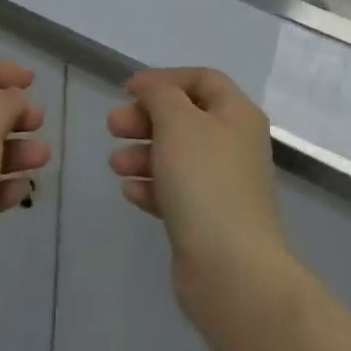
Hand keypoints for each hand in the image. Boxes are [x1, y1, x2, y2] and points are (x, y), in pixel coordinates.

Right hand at [107, 68, 291, 315]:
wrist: (231, 270)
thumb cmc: (205, 181)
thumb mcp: (177, 122)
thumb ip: (160, 95)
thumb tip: (151, 88)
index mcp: (237, 115)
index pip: (202, 79)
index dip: (164, 79)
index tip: (129, 90)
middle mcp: (235, 145)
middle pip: (185, 118)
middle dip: (146, 119)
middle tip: (113, 127)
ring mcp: (224, 186)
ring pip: (177, 156)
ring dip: (143, 154)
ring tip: (115, 164)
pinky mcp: (209, 221)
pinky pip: (176, 192)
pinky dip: (152, 187)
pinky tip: (129, 192)